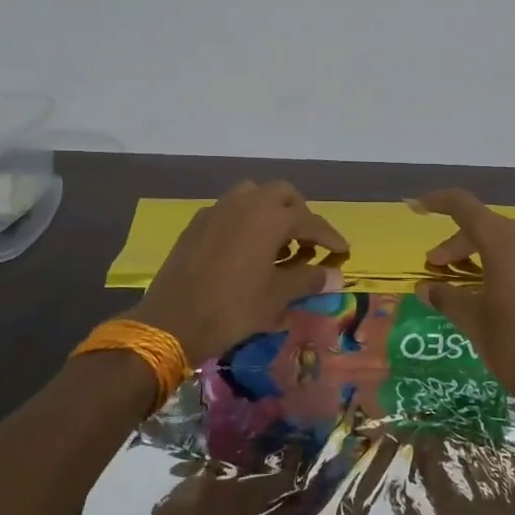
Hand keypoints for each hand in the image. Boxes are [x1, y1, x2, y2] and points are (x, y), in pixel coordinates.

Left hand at [129, 180, 349, 363]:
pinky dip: (246, 221)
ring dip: (270, 212)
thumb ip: (308, 279)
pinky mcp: (197, 222)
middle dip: (300, 213)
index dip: (330, 237)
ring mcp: (217, 209)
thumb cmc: (233, 308)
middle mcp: (245, 203)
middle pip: (282, 194)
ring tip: (277, 244)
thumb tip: (335, 276)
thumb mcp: (276, 296)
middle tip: (307, 243)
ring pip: (253, 195)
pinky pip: (230, 210)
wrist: (172, 320)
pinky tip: (246, 250)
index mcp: (270, 217)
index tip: (343, 252)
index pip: (310, 220)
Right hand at [410, 189, 514, 430]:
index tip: (417, 207)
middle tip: (435, 267)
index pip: (464, 207)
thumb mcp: (472, 321)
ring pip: (507, 240)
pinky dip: (504, 261)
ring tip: (461, 278)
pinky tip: (493, 286)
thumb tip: (425, 288)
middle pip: (485, 225)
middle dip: (457, 243)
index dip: (438, 202)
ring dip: (480, 252)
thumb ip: (446, 296)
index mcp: (505, 243)